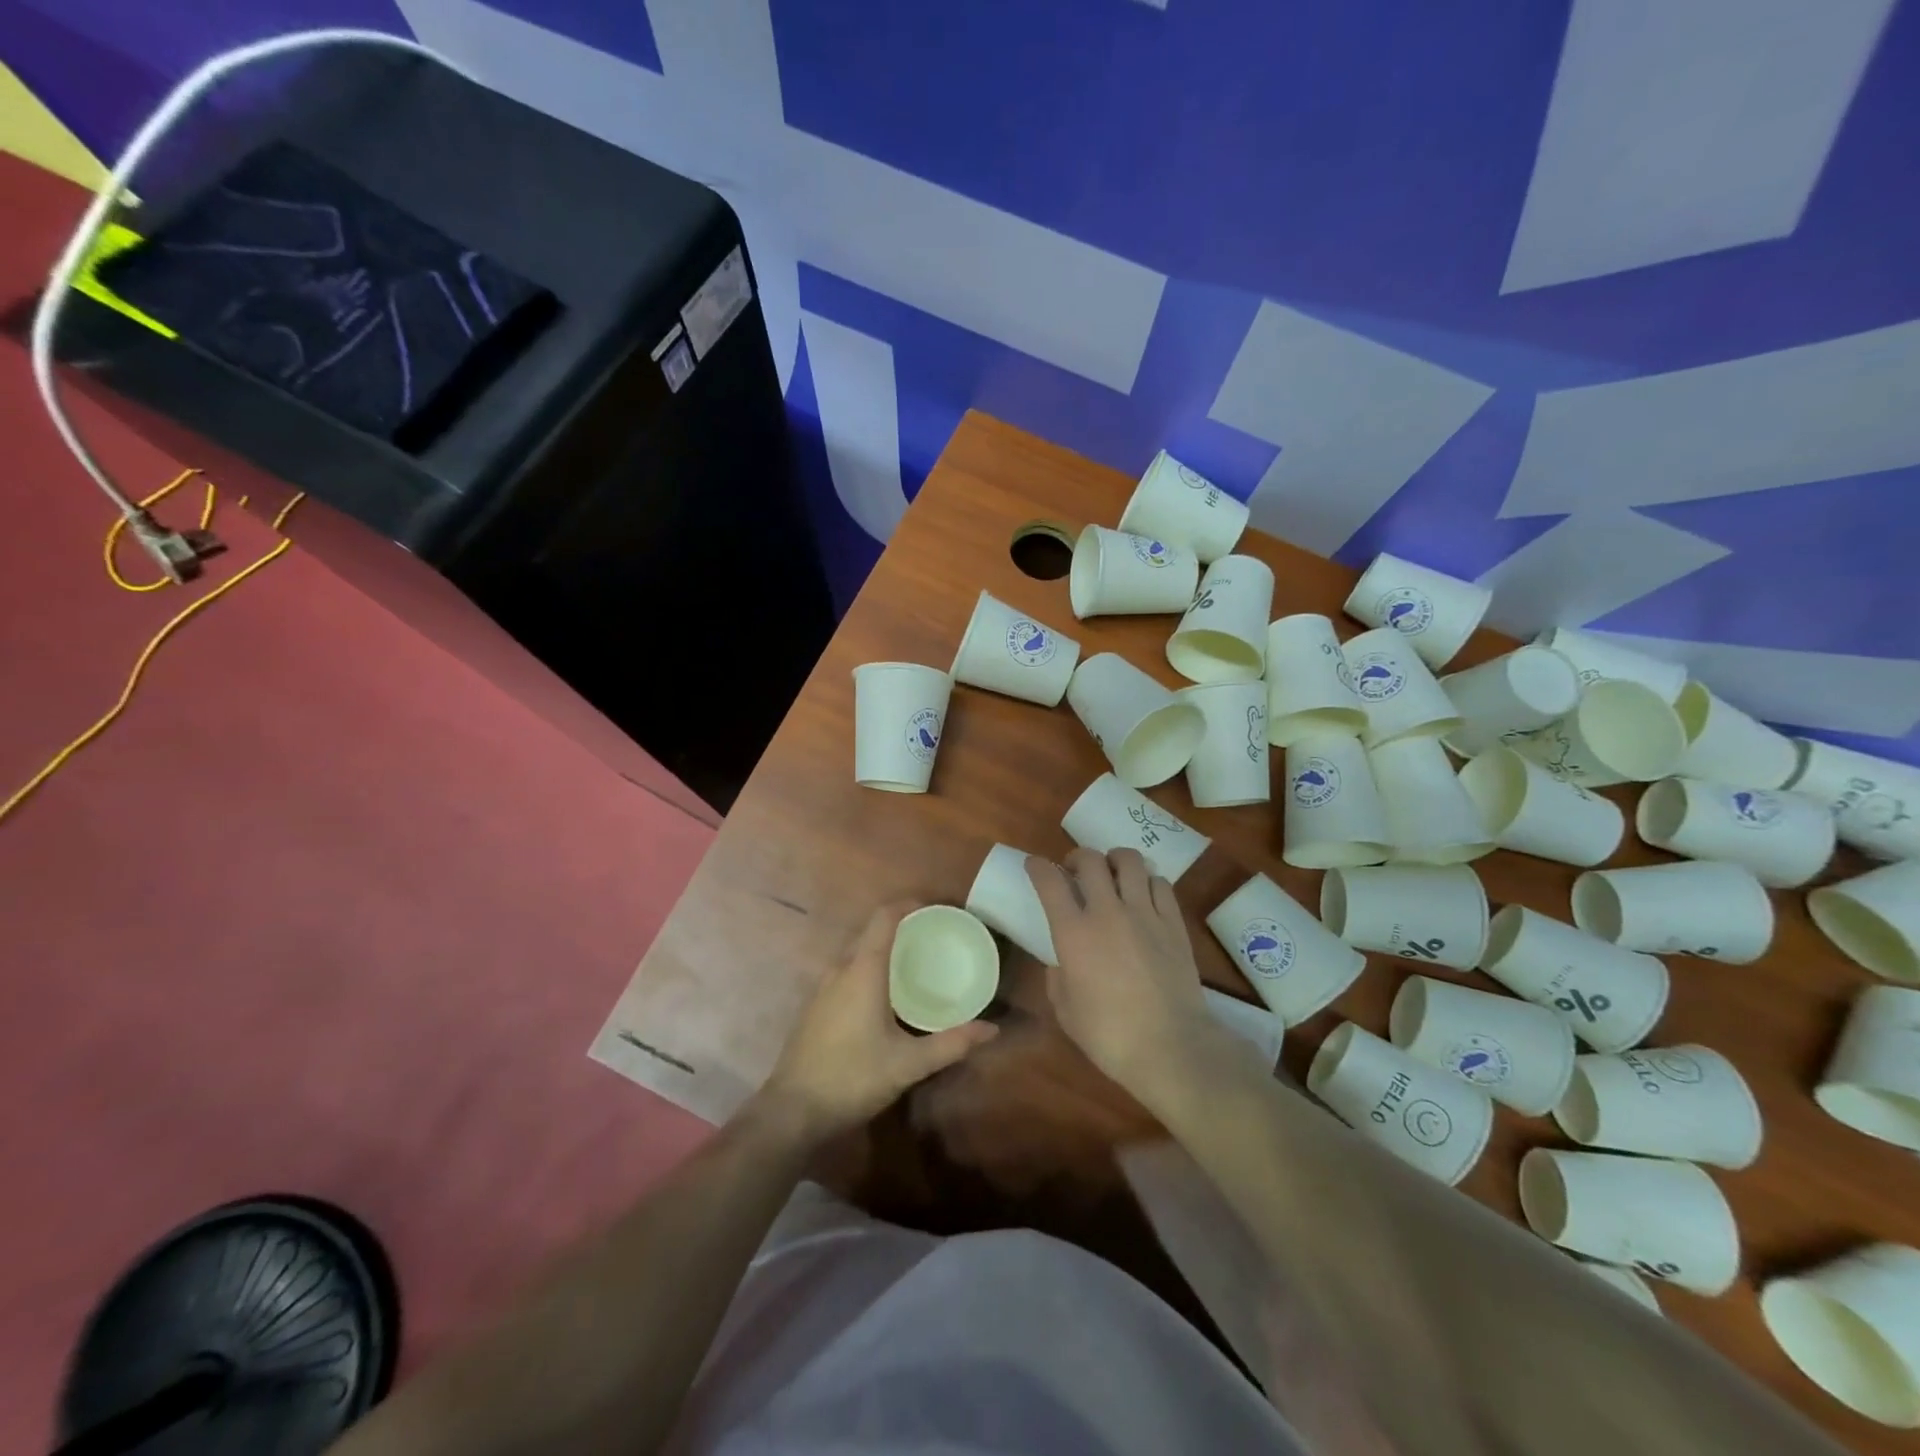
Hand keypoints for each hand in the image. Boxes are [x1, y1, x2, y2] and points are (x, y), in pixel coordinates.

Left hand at [762, 901, 997, 1140]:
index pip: (884, 917)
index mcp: (863, 970)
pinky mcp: (815, 1006)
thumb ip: (951, 1044)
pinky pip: (846, 971)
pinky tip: (885, 995)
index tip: (936, 911)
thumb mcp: (909, 1064)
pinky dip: (868, 968)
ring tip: (914, 963)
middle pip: (871, 931)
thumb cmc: (853, 1077)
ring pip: (856, 952)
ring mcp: (823, 987)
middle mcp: (840, 969)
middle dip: (902, 926)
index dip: (909, 905)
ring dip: (884, 949)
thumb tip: (992, 1029)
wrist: (793, 1111)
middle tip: (934, 938)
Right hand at [1025, 849, 1221, 1103]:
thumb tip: (1062, 963)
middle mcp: (1107, 912)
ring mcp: (1144, 913)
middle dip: (1077, 857)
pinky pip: (1160, 883)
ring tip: (1113, 873)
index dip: (1038, 866)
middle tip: (1075, 870)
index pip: (1050, 882)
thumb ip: (1057, 979)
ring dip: (1114, 860)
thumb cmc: (1109, 1035)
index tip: (1034, 864)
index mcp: (1073, 932)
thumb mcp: (1066, 1011)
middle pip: (1090, 860)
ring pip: (1129, 861)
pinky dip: (1147, 880)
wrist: (1171, 1046)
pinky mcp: (1173, 923)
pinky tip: (1144, 894)